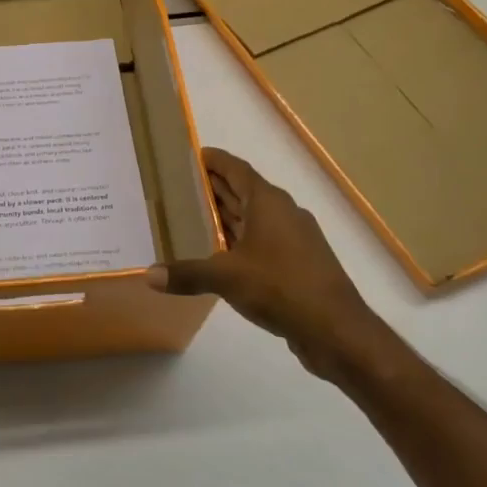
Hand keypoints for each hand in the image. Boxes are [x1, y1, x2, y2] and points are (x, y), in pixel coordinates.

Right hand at [148, 148, 384, 380]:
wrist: (337, 330)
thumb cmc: (281, 287)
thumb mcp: (226, 277)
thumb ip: (186, 273)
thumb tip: (148, 275)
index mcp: (268, 202)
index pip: (236, 168)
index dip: (212, 160)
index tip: (187, 155)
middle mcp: (282, 213)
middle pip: (242, 191)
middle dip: (212, 188)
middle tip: (177, 187)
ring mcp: (293, 239)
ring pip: (252, 218)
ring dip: (225, 216)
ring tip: (190, 218)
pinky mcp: (297, 264)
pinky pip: (261, 241)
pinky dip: (238, 241)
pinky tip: (217, 255)